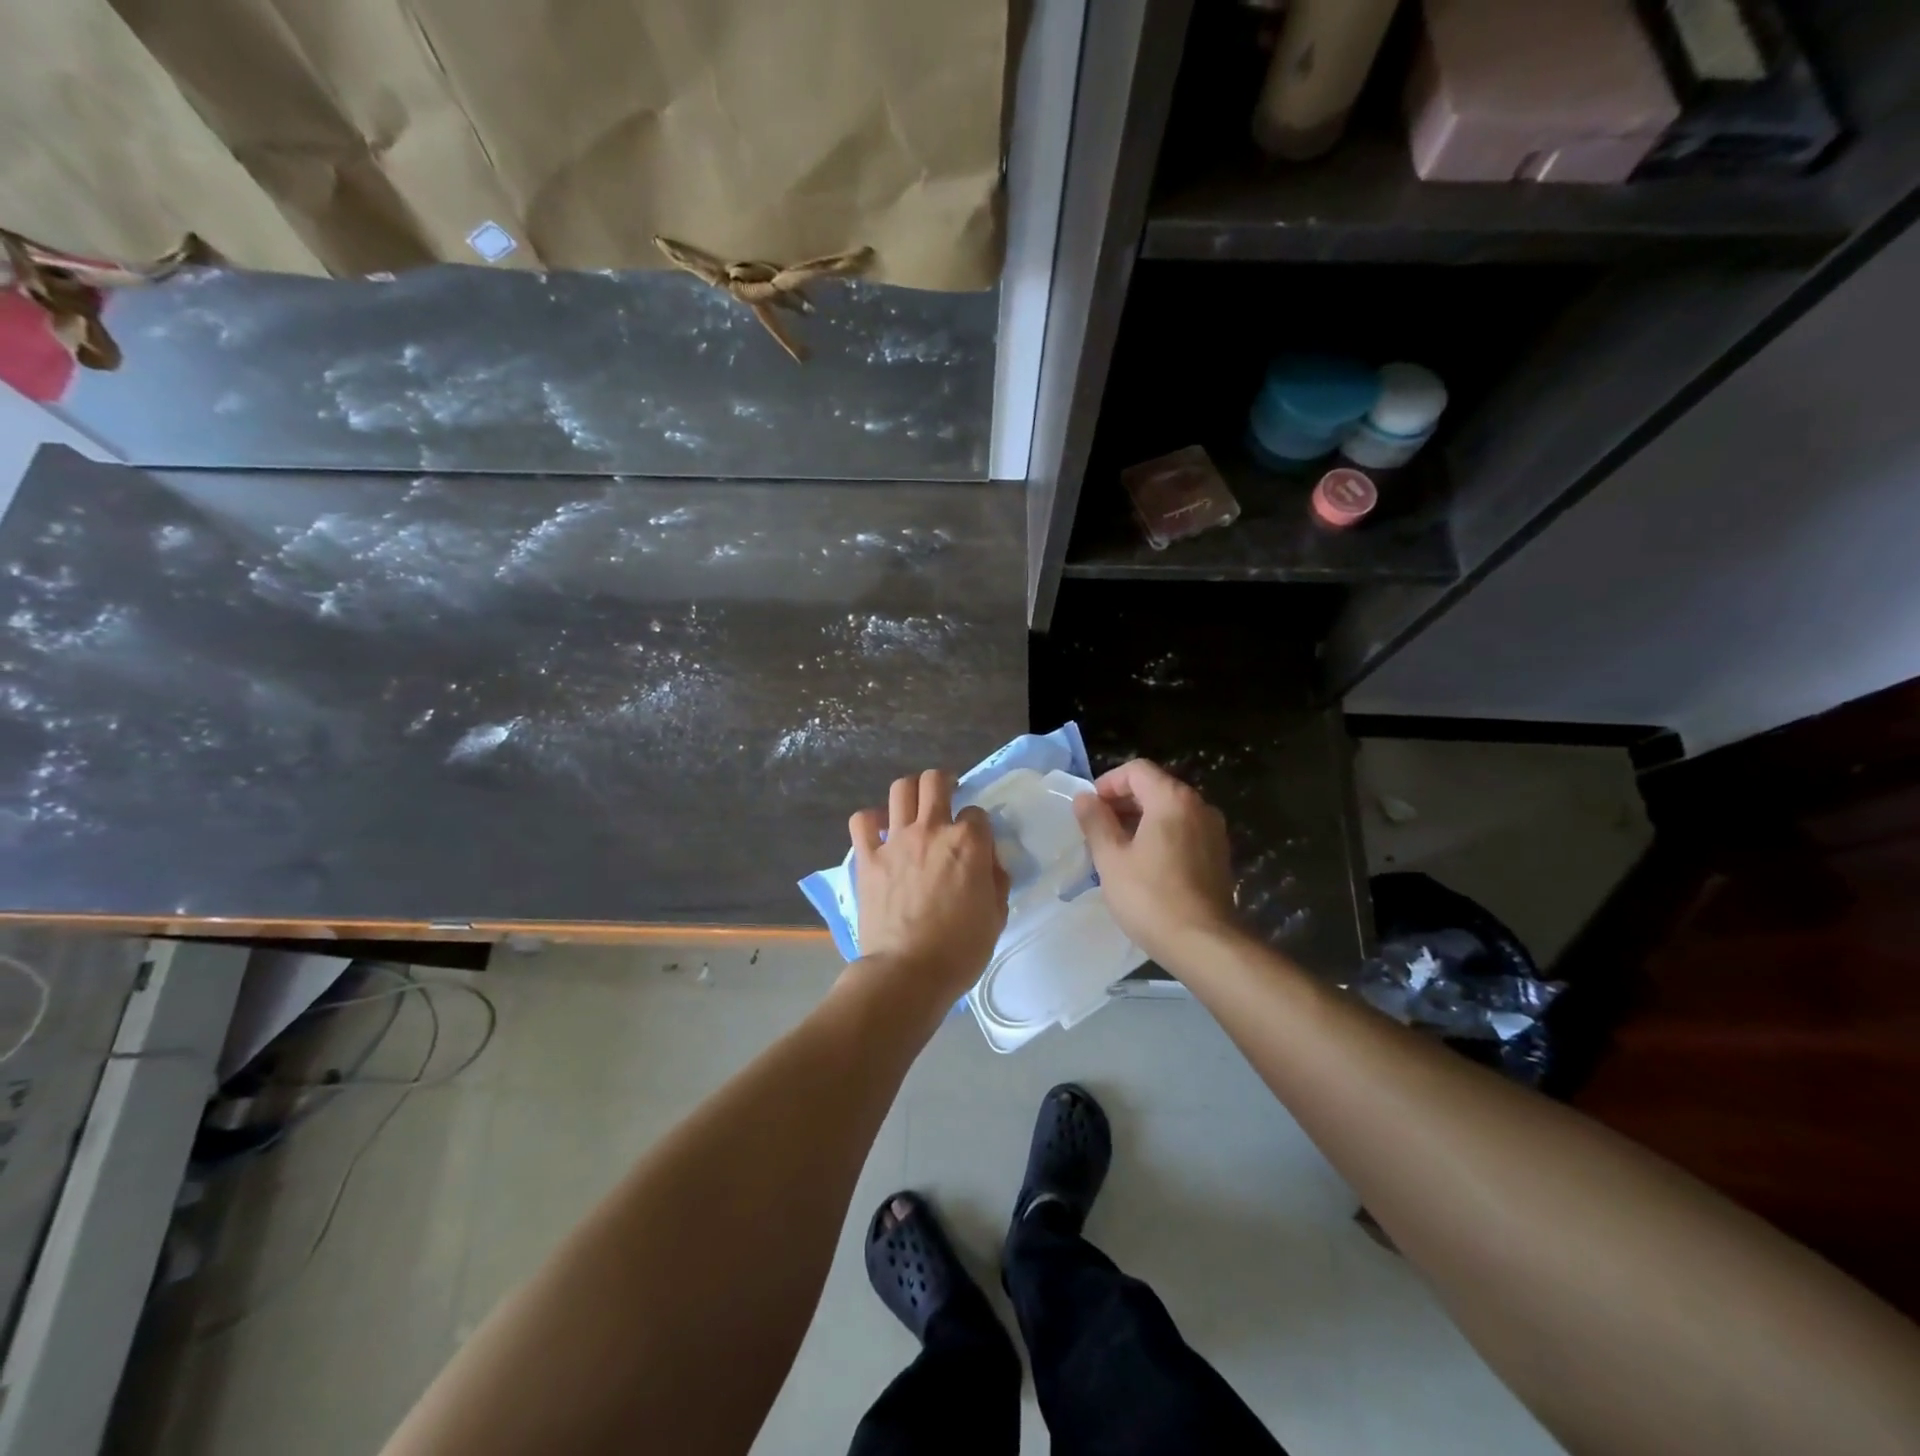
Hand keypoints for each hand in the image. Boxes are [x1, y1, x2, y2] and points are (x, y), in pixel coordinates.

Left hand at [849, 770, 1009, 1004]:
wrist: (907, 972)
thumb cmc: (959, 950)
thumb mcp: (996, 916)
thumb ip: (995, 881)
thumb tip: (989, 863)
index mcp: (968, 843)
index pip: (977, 813)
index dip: (978, 824)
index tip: (976, 841)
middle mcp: (932, 830)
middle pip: (935, 781)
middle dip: (944, 782)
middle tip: (946, 796)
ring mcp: (896, 841)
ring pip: (900, 789)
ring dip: (910, 792)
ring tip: (914, 806)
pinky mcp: (868, 857)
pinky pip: (862, 821)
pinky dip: (870, 820)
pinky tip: (878, 831)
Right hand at [1073, 758, 1238, 965]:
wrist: (1204, 944)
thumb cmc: (1150, 897)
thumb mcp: (1111, 859)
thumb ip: (1095, 822)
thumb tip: (1084, 798)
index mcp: (1172, 799)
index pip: (1136, 770)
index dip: (1108, 783)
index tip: (1090, 809)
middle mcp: (1199, 806)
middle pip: (1155, 787)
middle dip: (1122, 802)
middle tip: (1098, 830)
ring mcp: (1213, 831)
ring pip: (1170, 811)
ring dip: (1140, 820)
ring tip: (1116, 848)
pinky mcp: (1218, 855)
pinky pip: (1184, 830)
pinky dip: (1161, 835)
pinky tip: (1144, 864)